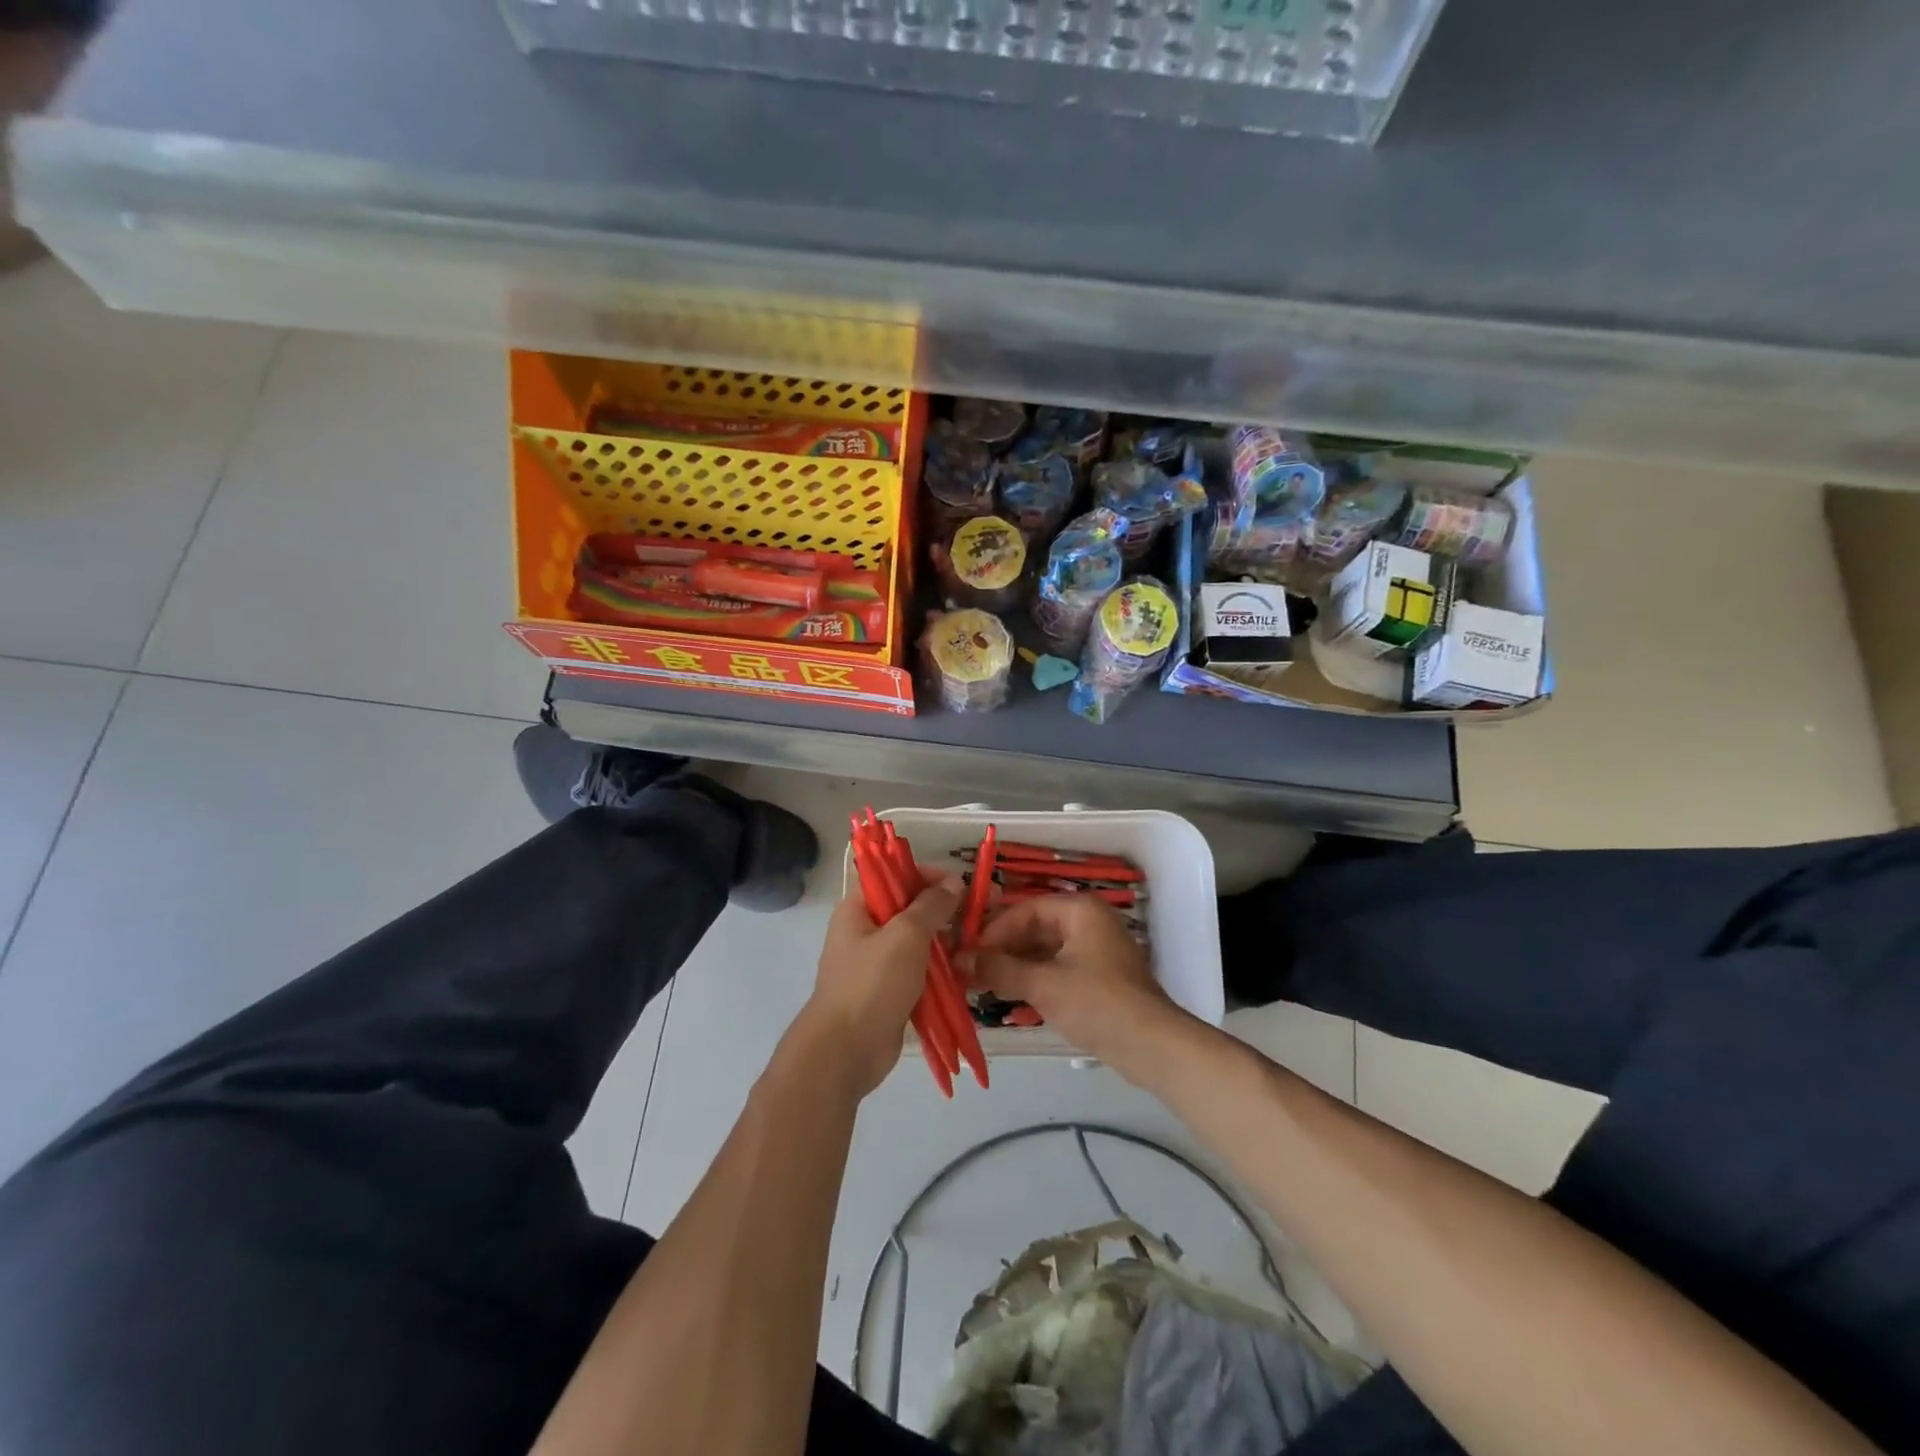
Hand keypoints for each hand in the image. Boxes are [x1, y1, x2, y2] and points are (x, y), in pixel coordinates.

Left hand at [801, 873, 962, 1097]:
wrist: (846, 1052)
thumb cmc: (872, 983)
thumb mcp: (906, 935)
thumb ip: (932, 905)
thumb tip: (953, 882)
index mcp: (859, 909)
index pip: (897, 877)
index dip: (932, 877)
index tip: (966, 885)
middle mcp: (866, 931)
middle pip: (912, 910)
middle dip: (946, 912)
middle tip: (981, 915)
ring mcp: (878, 964)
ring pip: (920, 943)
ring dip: (947, 944)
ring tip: (978, 945)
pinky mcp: (890, 992)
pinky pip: (920, 972)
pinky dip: (941, 971)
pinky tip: (966, 972)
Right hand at [969, 895, 1187, 1079]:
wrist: (1151, 1046)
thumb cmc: (1096, 1003)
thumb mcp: (1042, 984)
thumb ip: (999, 969)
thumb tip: (960, 960)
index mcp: (1080, 910)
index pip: (1025, 910)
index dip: (994, 931)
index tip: (967, 953)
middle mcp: (1089, 922)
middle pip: (1035, 929)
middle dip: (1003, 950)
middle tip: (971, 971)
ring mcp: (1095, 951)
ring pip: (1044, 951)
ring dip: (1015, 968)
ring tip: (984, 986)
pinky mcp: (1098, 978)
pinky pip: (1057, 970)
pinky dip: (1034, 981)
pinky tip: (1011, 998)